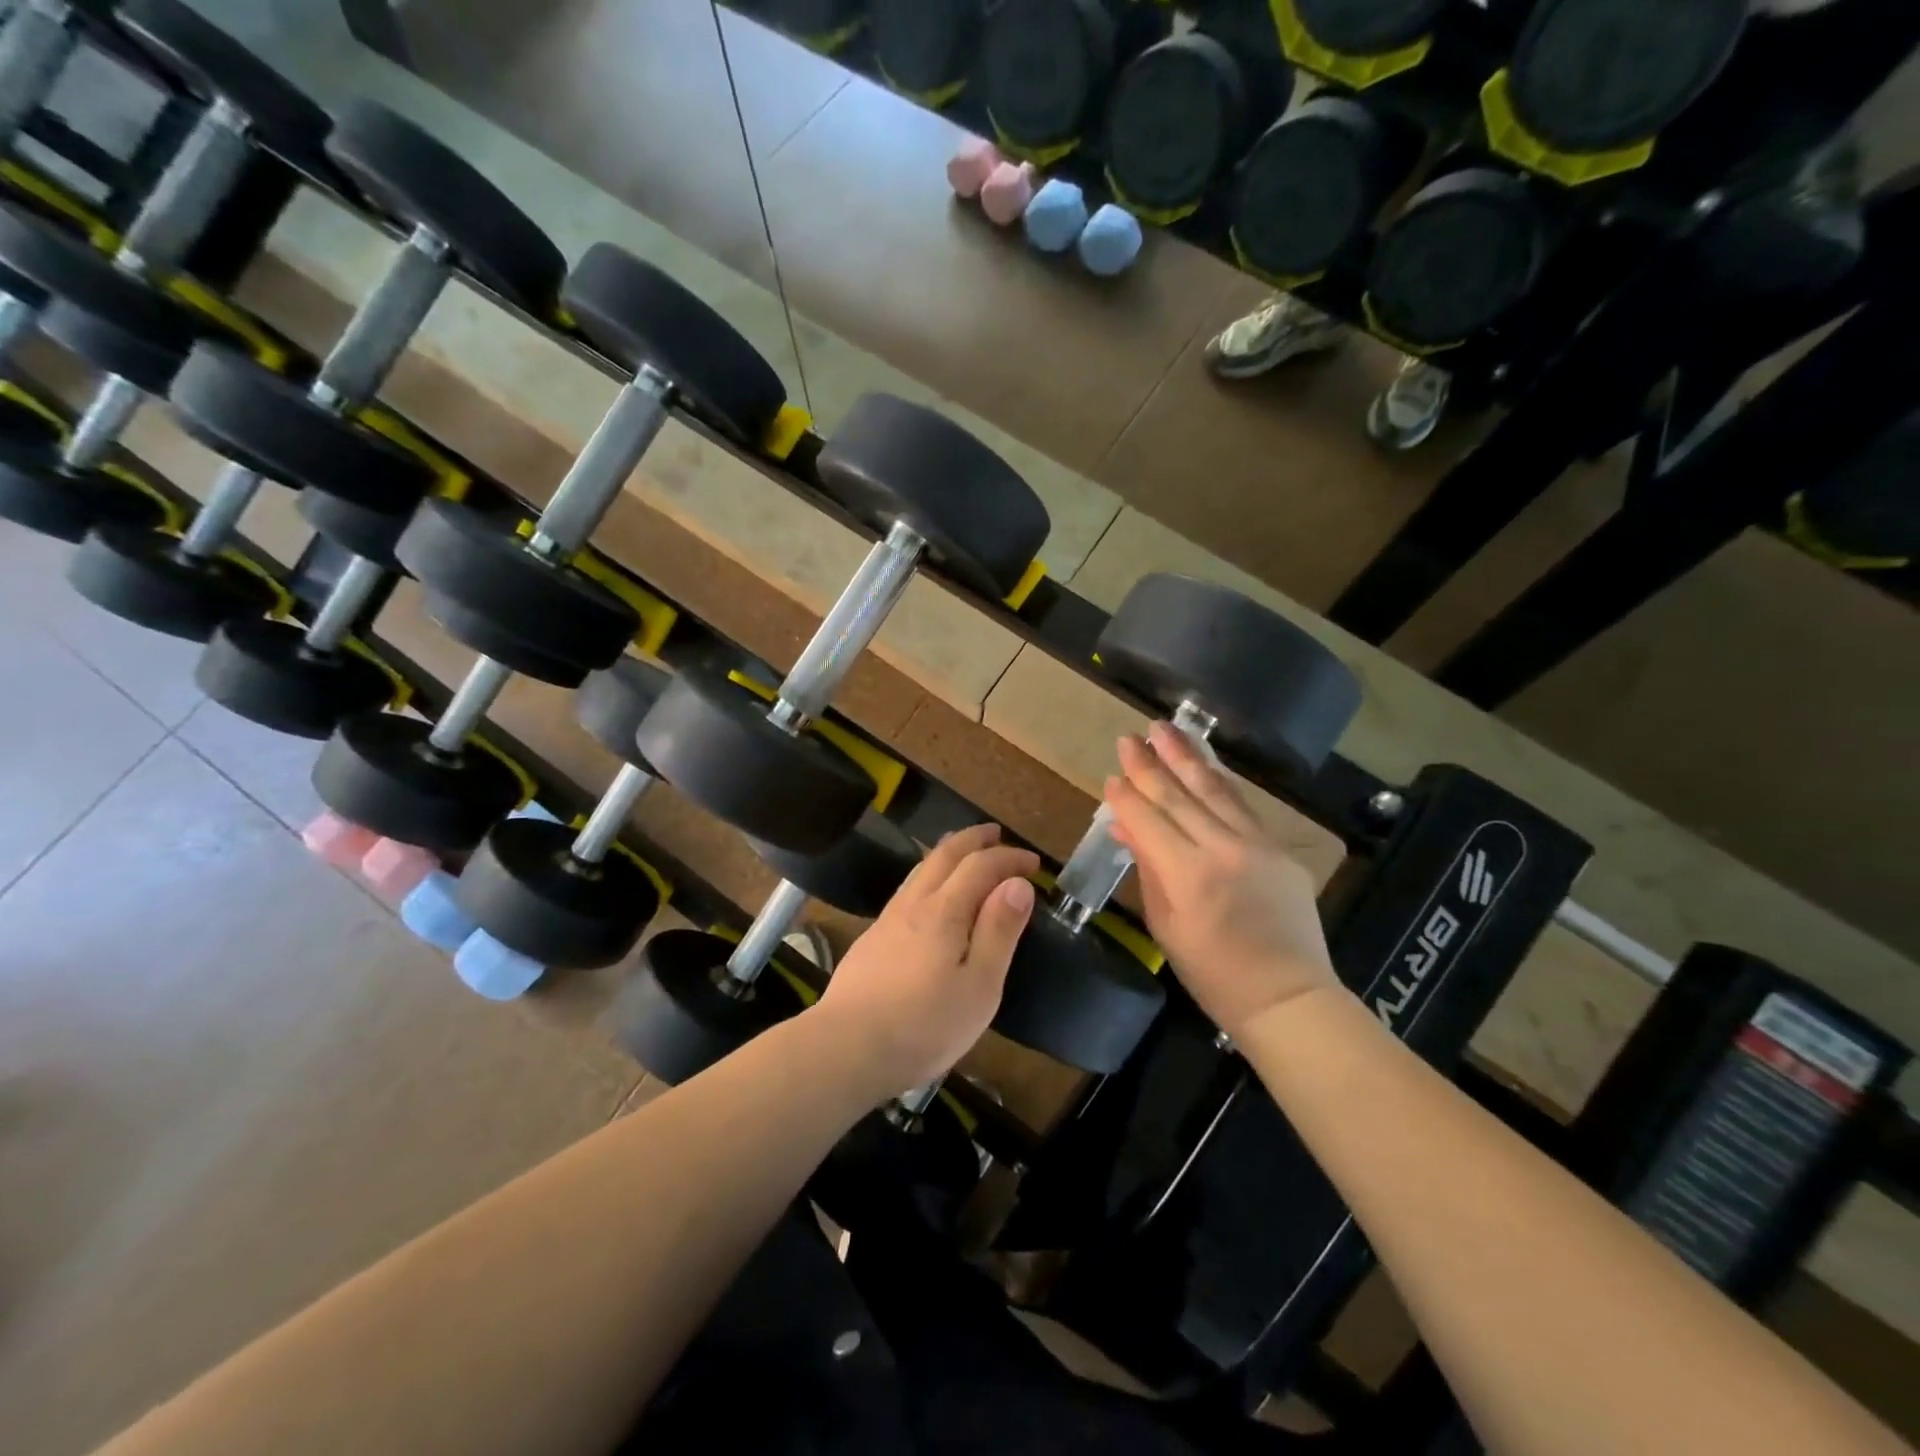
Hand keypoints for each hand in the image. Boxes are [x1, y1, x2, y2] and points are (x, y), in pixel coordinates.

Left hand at [815, 823, 1038, 1097]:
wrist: (846, 1047)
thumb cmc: (924, 1025)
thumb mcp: (979, 986)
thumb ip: (999, 931)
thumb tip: (1018, 884)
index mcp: (944, 911)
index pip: (980, 865)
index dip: (1009, 858)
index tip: (1033, 863)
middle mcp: (914, 903)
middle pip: (944, 854)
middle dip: (973, 839)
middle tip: (996, 834)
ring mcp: (888, 919)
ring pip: (920, 869)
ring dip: (947, 853)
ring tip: (964, 853)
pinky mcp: (872, 939)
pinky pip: (907, 890)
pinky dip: (928, 876)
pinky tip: (928, 896)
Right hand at [1106, 723, 1338, 1039]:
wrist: (1287, 996)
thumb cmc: (1213, 974)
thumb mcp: (1166, 926)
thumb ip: (1148, 869)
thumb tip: (1125, 828)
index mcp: (1187, 875)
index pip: (1147, 820)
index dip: (1125, 797)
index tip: (1110, 775)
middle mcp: (1222, 849)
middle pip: (1177, 796)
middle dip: (1149, 764)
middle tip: (1128, 737)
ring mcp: (1255, 844)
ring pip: (1214, 789)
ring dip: (1185, 756)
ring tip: (1164, 729)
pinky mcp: (1277, 849)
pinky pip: (1241, 805)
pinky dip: (1219, 780)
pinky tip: (1205, 763)